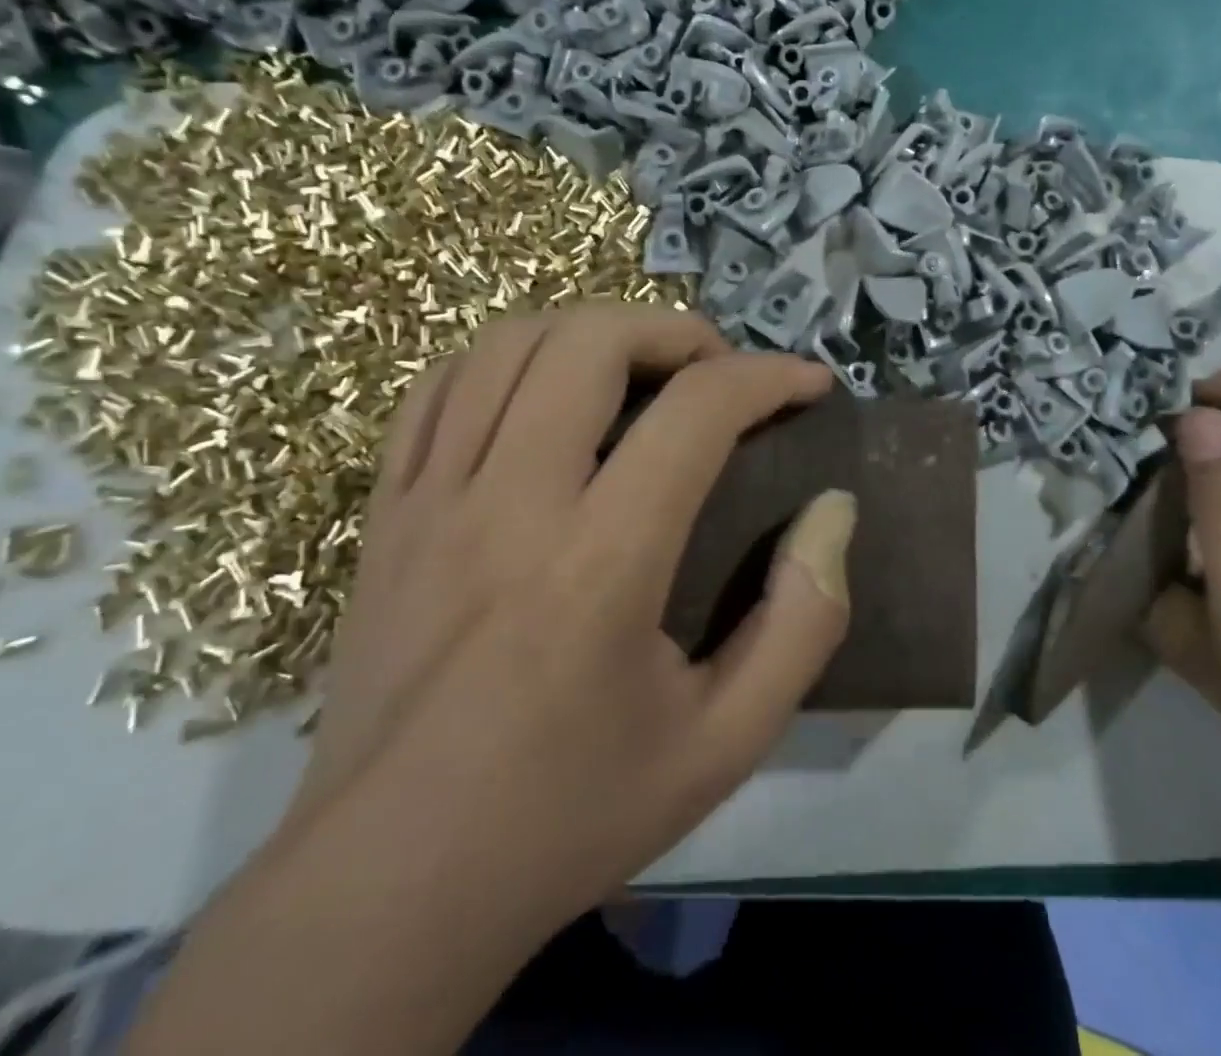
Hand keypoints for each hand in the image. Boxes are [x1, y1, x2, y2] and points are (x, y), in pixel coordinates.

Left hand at [292, 304, 853, 927]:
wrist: (390, 887)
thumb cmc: (571, 814)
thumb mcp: (726, 743)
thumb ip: (802, 622)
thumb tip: (834, 512)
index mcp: (601, 563)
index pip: (698, 411)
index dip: (770, 376)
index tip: (810, 384)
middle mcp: (510, 505)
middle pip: (589, 342)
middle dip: (675, 332)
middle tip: (718, 372)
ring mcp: (433, 501)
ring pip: (506, 345)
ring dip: (591, 332)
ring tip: (639, 370)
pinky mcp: (387, 515)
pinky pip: (437, 390)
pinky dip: (504, 363)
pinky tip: (543, 394)